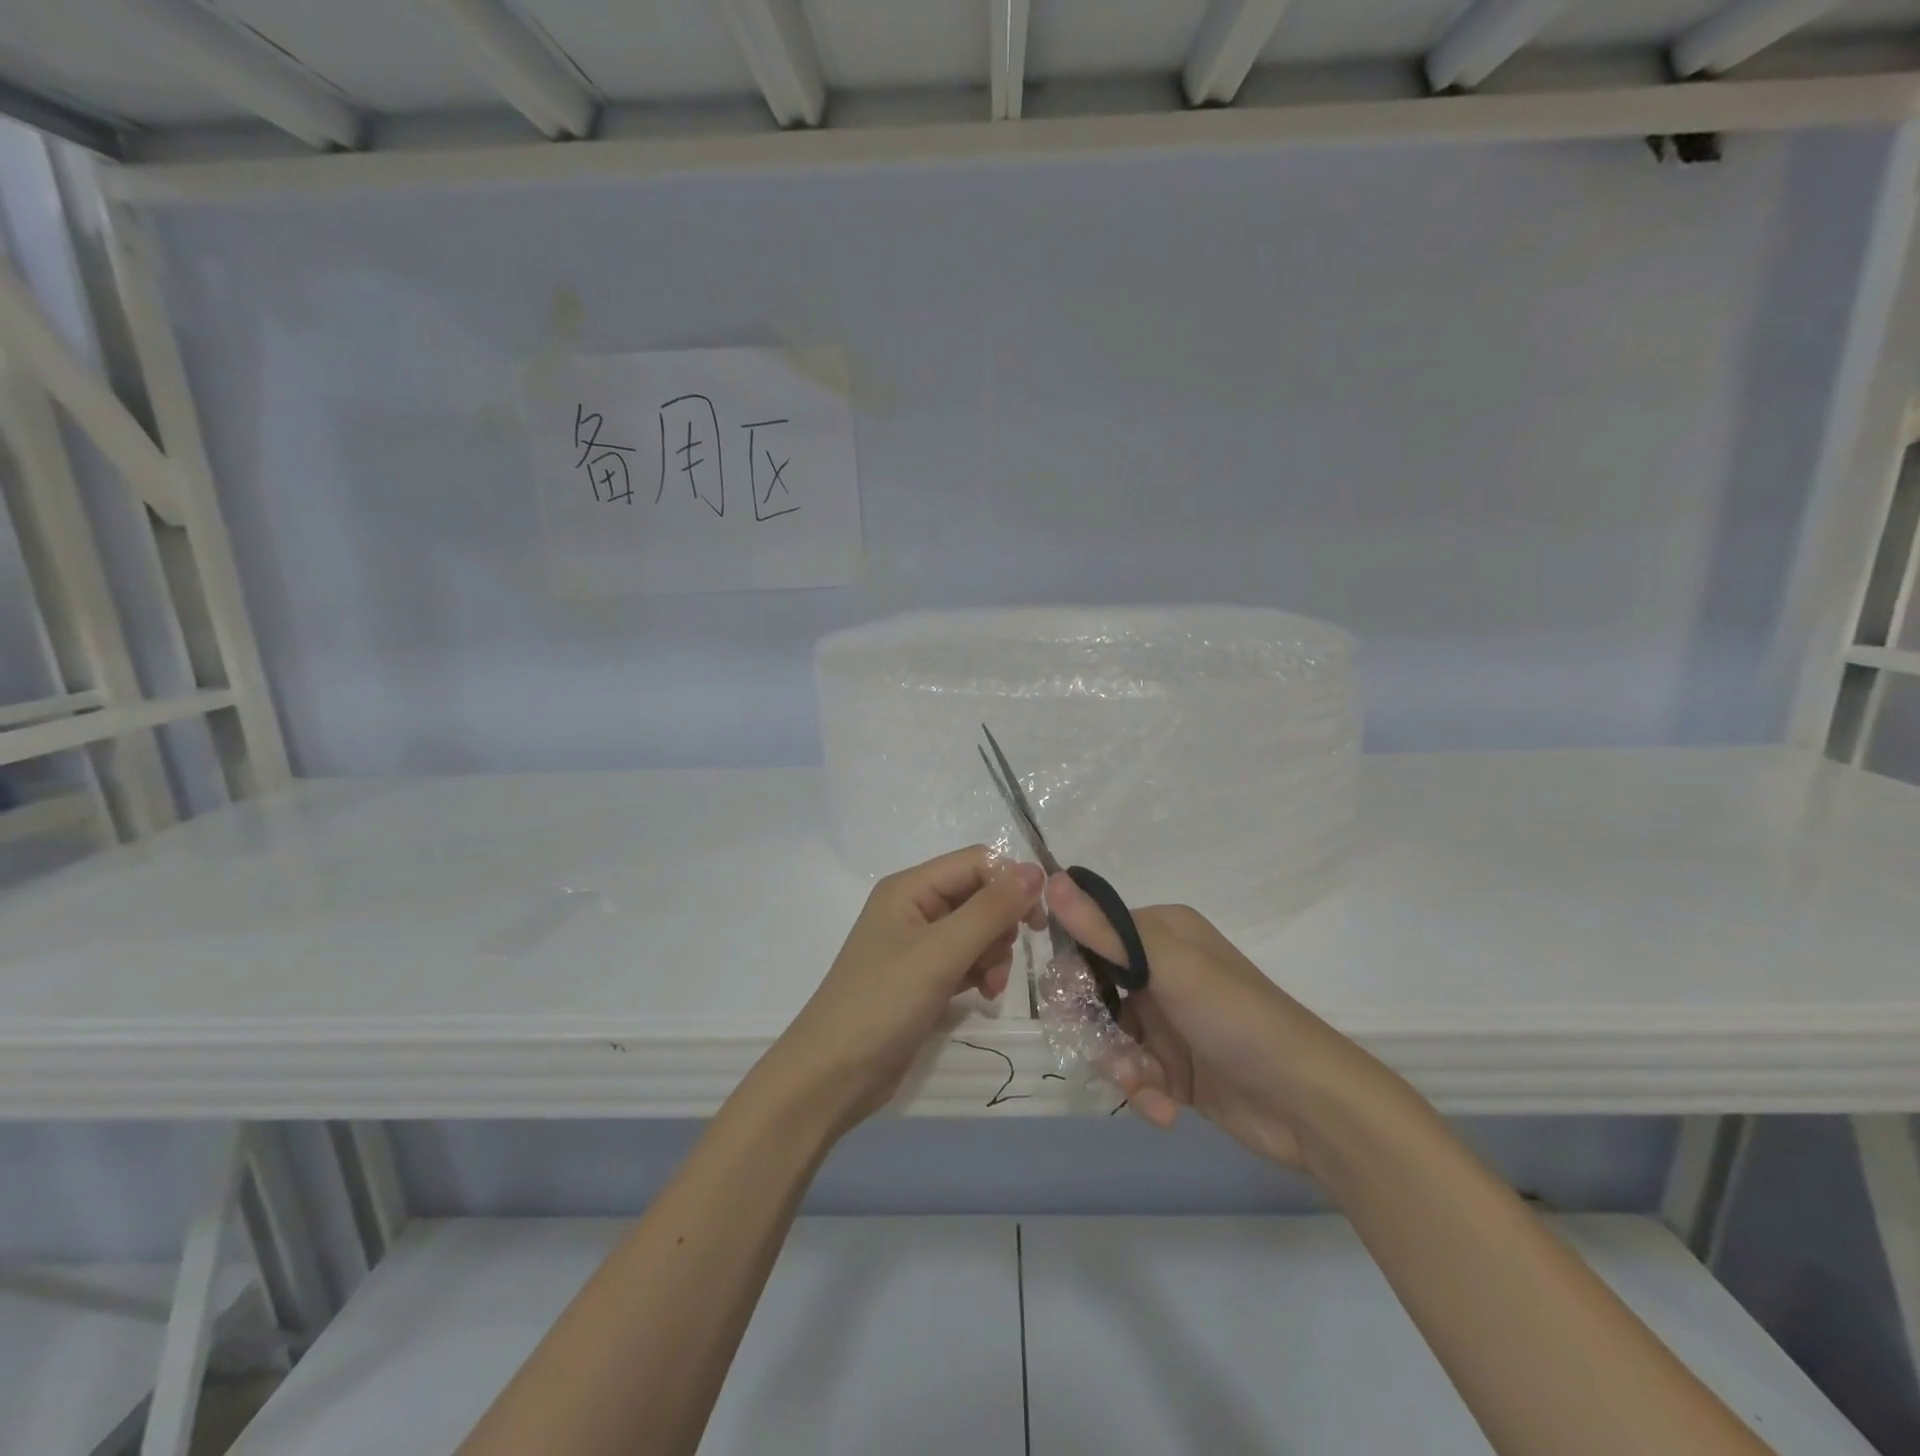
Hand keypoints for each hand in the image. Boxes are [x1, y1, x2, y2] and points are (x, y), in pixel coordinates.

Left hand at [762, 847, 1045, 1135]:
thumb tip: (1035, 870)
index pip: (977, 863)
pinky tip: (982, 996)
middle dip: (1000, 925)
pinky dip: (981, 973)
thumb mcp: (940, 953)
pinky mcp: (924, 977)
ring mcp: (919, 944)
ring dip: (993, 953)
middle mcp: (915, 907)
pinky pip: (967, 959)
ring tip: (989, 985)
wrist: (833, 1076)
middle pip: (980, 895)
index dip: (1011, 883)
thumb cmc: (882, 1003)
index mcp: (911, 887)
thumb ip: (990, 910)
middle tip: (998, 958)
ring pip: (978, 930)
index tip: (1037, 921)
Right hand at [1048, 874, 1409, 1173]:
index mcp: (1160, 933)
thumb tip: (1050, 879)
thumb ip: (1106, 930)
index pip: (1091, 938)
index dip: (1073, 971)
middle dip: (1095, 1029)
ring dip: (1119, 1066)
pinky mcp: (1175, 1067)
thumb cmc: (1238, 1019)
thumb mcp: (1171, 967)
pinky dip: (1143, 1092)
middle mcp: (1160, 970)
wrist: (1309, 1105)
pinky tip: (1165, 1110)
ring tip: (1145, 1087)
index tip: (1070, 1002)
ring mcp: (1167, 1021)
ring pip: (1108, 1038)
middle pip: (1093, 993)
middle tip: (1110, 1054)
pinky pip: (1133, 1073)